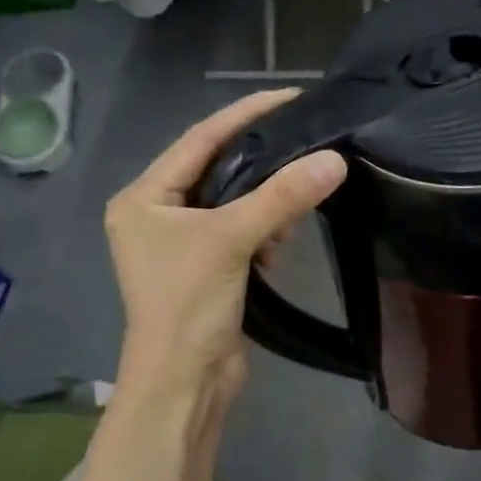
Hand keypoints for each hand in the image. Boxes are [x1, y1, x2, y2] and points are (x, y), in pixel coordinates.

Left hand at [106, 89, 346, 407]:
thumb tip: (336, 160)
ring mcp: (183, 244)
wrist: (185, 383)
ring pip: (235, 203)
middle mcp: (158, 214)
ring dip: (266, 206)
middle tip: (306, 152)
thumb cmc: (189, 305)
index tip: (290, 97)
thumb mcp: (232, 240)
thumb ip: (282, 197)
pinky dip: (264, 233)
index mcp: (144, 197)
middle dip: (262, 166)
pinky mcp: (208, 269)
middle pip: (218, 170)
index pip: (200, 140)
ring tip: (292, 213)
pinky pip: (242, 232)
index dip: (245, 115)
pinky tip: (278, 248)